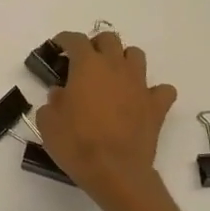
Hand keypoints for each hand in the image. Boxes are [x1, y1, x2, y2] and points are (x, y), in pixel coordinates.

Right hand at [35, 30, 176, 203]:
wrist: (115, 172)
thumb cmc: (76, 143)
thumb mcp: (48, 121)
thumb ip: (53, 100)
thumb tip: (62, 94)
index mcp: (87, 66)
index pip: (75, 39)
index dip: (64, 40)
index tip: (57, 46)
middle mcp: (115, 67)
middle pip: (109, 39)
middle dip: (95, 45)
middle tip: (84, 62)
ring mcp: (139, 85)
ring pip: (135, 55)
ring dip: (123, 60)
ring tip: (112, 76)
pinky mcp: (157, 106)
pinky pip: (161, 90)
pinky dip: (152, 91)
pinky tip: (140, 100)